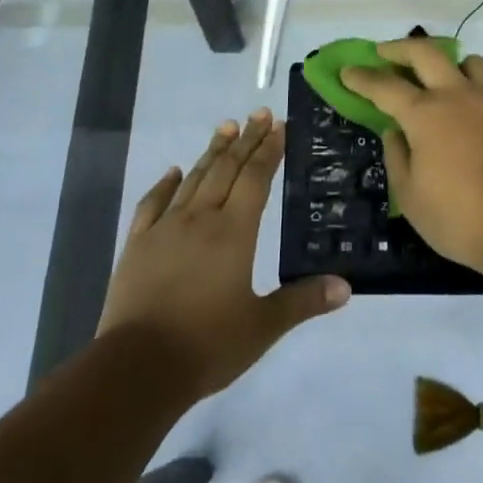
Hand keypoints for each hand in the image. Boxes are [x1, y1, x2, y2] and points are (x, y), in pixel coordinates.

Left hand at [97, 110, 349, 399]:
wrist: (136, 369)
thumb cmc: (206, 346)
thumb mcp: (262, 327)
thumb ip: (303, 301)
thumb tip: (346, 286)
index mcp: (234, 232)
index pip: (256, 178)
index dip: (269, 150)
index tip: (279, 124)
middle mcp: (201, 219)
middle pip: (227, 169)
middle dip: (246, 139)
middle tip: (259, 113)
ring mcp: (165, 229)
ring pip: (194, 179)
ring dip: (213, 151)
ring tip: (226, 126)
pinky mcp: (137, 245)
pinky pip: (153, 204)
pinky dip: (166, 184)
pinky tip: (174, 171)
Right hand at [340, 40, 482, 275]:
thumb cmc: (459, 217)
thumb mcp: (410, 196)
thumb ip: (397, 157)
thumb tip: (394, 132)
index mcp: (424, 114)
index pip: (384, 86)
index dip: (362, 77)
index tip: (347, 70)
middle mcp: (455, 95)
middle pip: (424, 52)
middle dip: (399, 48)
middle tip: (384, 53)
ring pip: (466, 60)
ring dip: (445, 61)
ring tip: (437, 76)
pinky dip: (471, 82)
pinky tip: (467, 104)